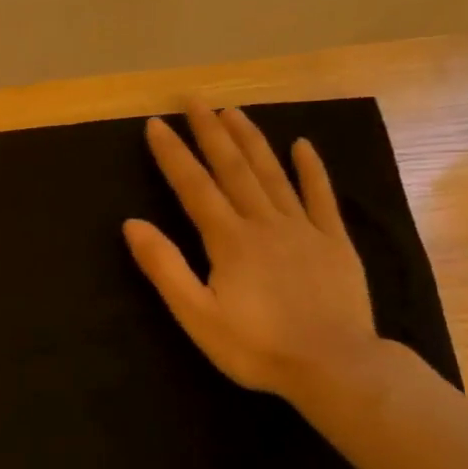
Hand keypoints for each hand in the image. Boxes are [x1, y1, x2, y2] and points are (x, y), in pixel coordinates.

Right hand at [123, 100, 378, 400]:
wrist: (335, 367)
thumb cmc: (256, 346)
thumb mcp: (196, 314)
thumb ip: (164, 266)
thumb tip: (132, 223)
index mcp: (229, 239)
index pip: (194, 186)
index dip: (173, 154)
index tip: (155, 124)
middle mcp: (264, 222)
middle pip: (233, 168)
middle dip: (210, 132)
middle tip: (194, 100)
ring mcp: (303, 229)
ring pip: (272, 173)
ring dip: (251, 140)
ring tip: (233, 111)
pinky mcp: (334, 242)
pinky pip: (321, 196)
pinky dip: (310, 169)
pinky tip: (302, 145)